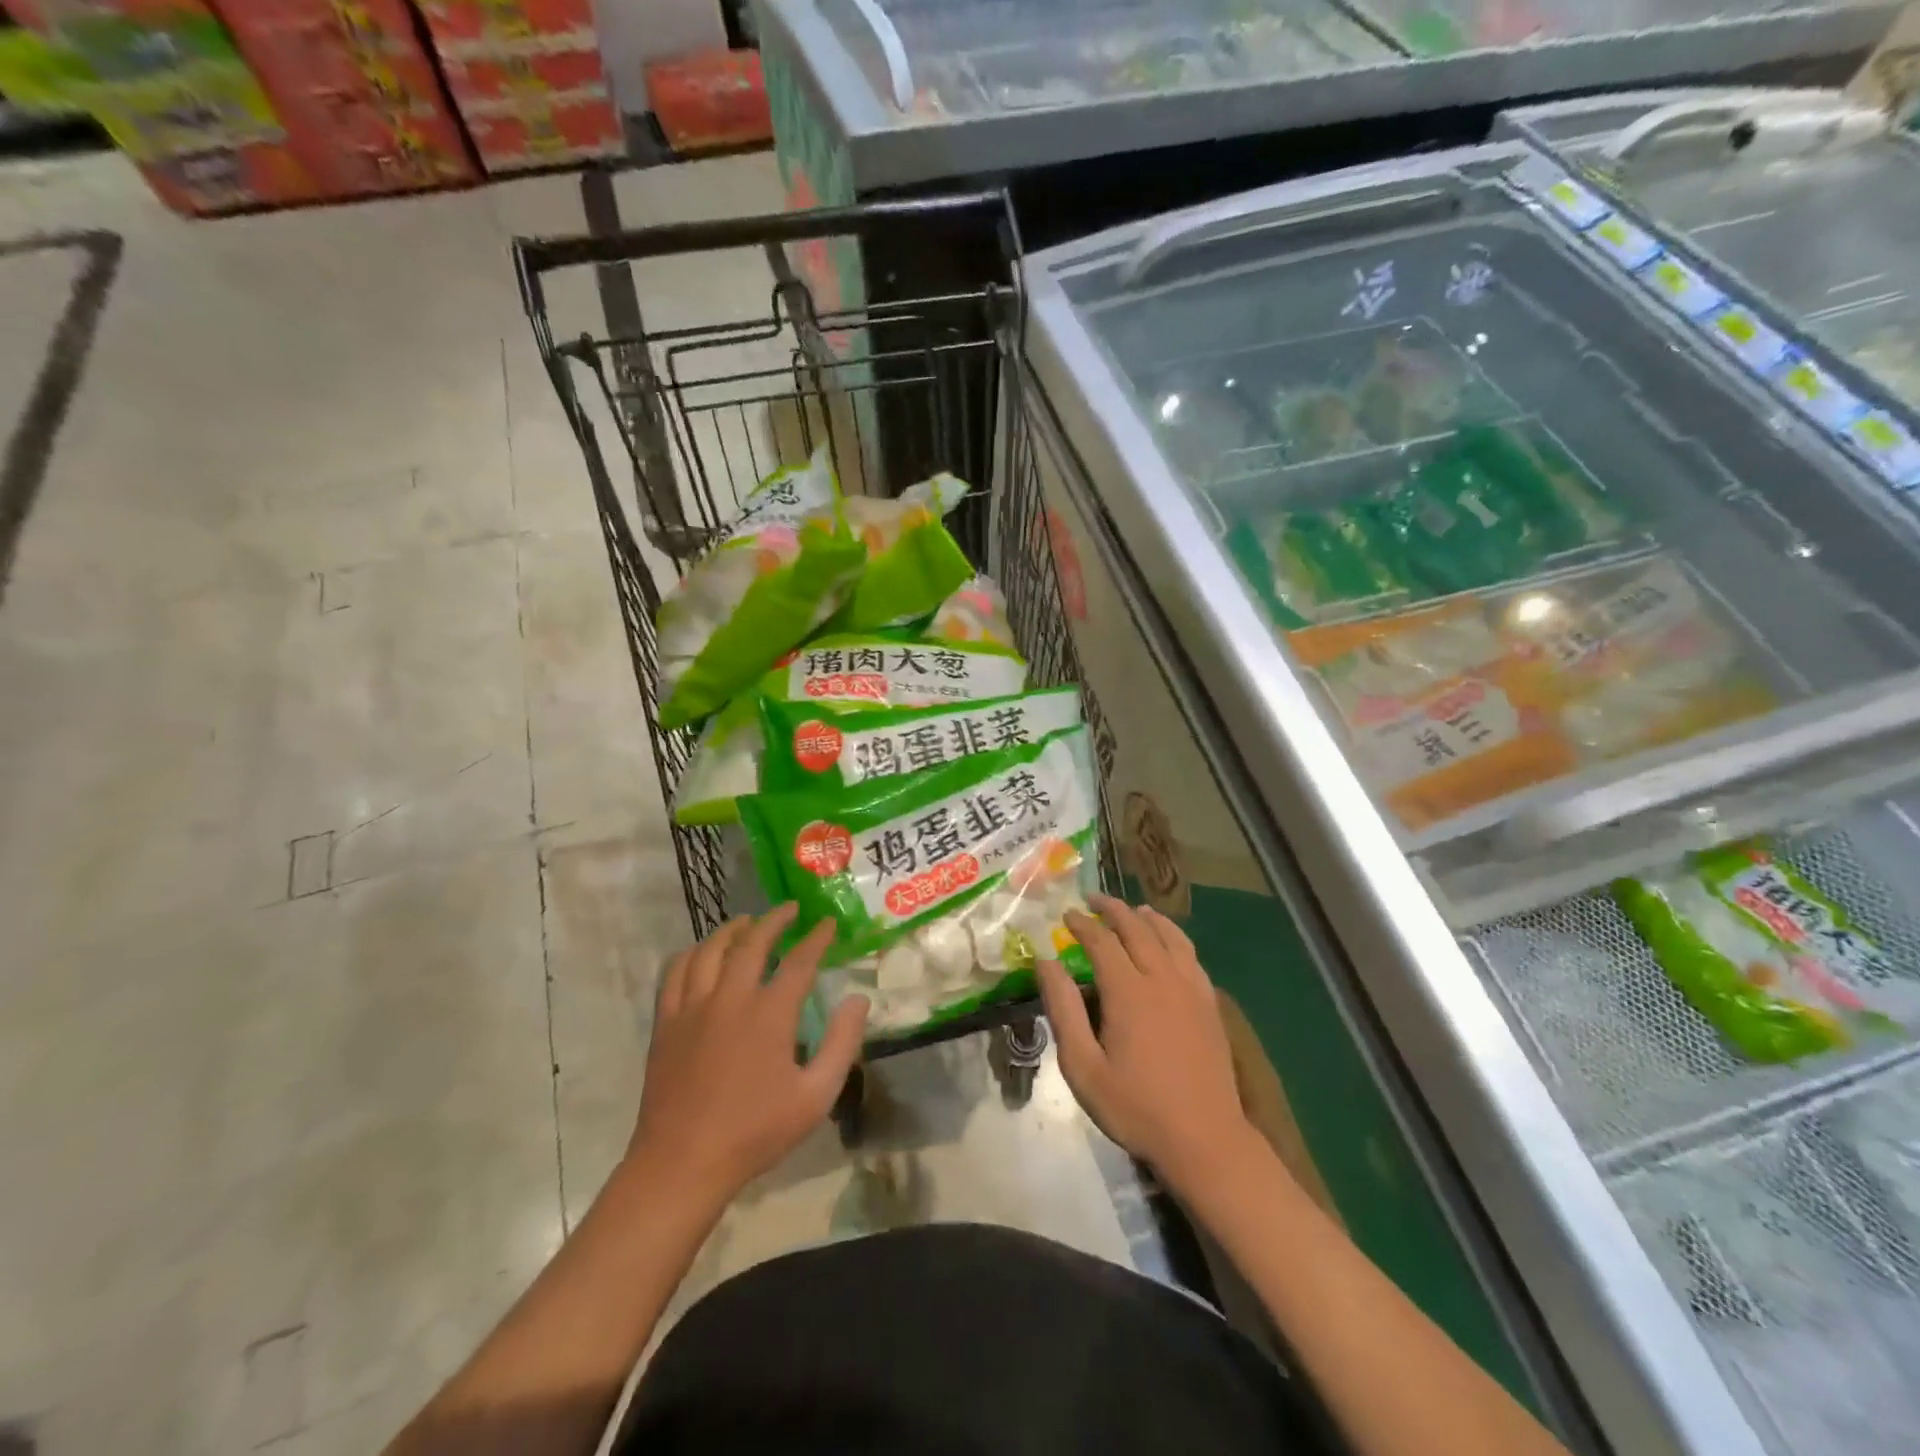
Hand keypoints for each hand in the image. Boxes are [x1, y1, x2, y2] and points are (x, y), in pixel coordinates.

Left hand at [626, 904, 868, 1200]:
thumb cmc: (755, 1132)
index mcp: (770, 1013)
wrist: (683, 1163)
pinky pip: (676, 971)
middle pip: (752, 943)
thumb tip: (857, 1000)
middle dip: (774, 920)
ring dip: (732, 930)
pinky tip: (702, 953)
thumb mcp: (815, 1096)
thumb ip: (842, 1044)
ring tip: (747, 922)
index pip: (800, 961)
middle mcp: (730, 998)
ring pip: (711, 949)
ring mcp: (693, 1007)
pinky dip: (693, 953)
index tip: (828, 923)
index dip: (817, 938)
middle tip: (790, 909)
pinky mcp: (667, 1022)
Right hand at [1036, 896, 1254, 1195]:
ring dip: (1147, 917)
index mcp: (1128, 990)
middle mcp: (1161, 978)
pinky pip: (1191, 955)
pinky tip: (1170, 943)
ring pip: (1169, 936)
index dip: (1082, 923)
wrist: (1205, 1139)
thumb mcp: (1083, 1066)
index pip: (1101, 941)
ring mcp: (1191, 988)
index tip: (1066, 915)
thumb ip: (1063, 1009)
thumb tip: (1045, 962)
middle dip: (1113, 909)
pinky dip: (1175, 937)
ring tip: (1134, 910)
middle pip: (1137, 928)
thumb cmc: (1136, 1107)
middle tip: (1094, 900)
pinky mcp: (1209, 1004)